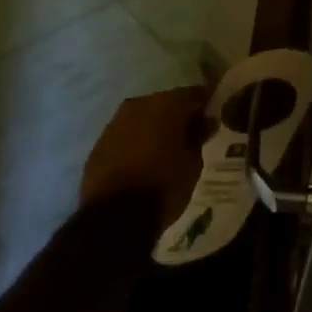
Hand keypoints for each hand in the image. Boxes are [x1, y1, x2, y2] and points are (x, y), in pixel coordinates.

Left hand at [80, 87, 211, 230]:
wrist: (114, 218)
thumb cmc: (163, 187)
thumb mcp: (193, 164)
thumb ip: (198, 137)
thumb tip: (205, 121)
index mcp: (166, 104)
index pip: (193, 94)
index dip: (204, 106)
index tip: (212, 119)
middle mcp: (139, 104)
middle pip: (165, 103)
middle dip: (178, 116)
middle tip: (189, 136)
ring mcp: (115, 122)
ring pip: (143, 118)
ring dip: (154, 129)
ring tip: (165, 150)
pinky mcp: (99, 143)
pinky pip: (125, 135)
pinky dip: (136, 142)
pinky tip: (142, 161)